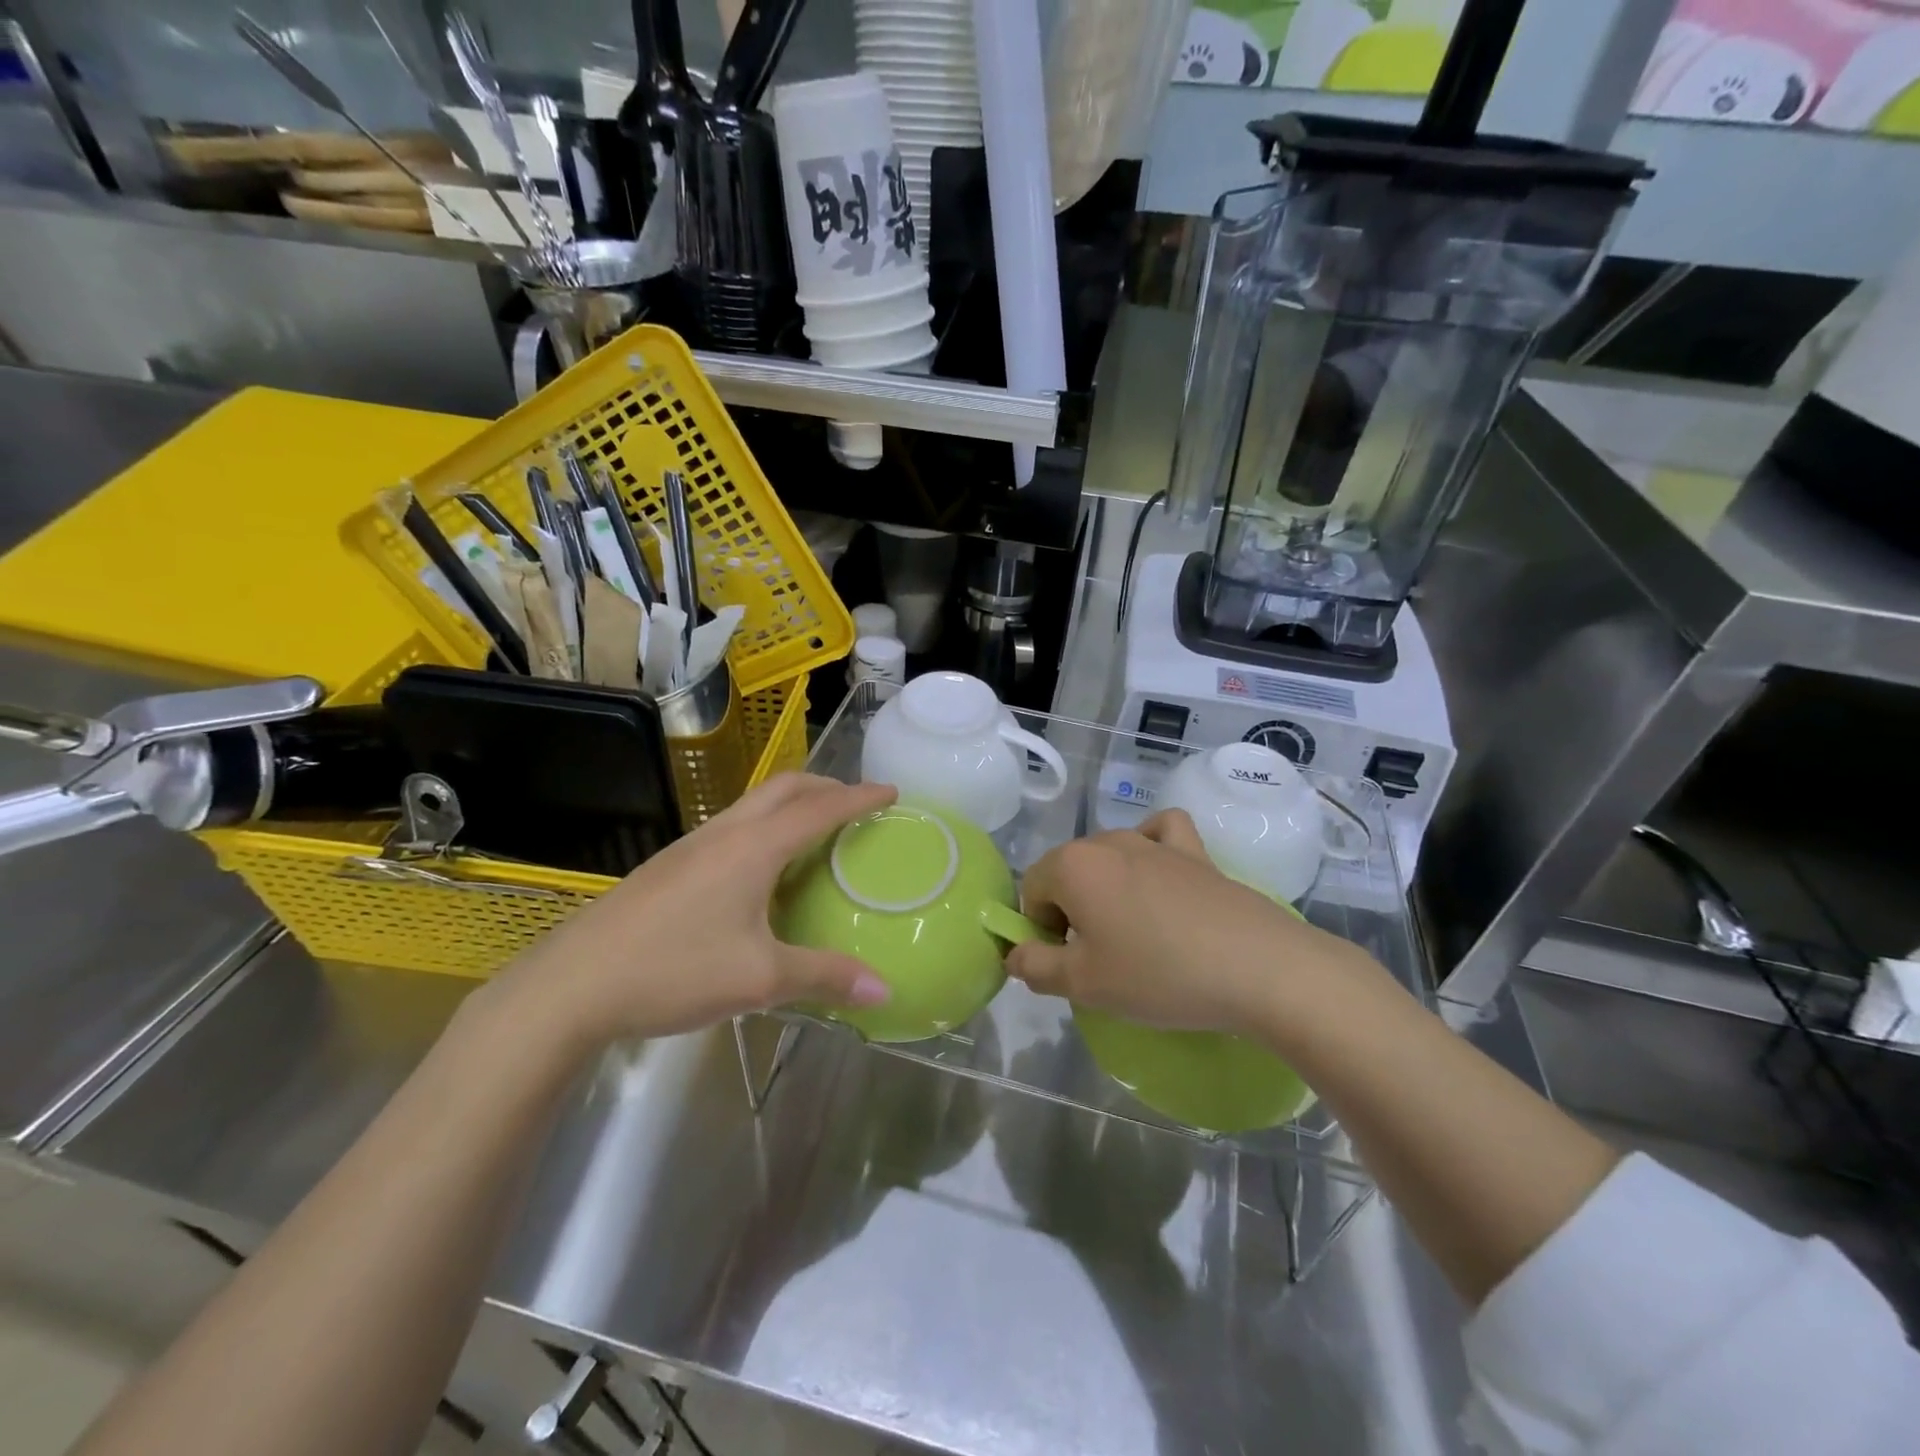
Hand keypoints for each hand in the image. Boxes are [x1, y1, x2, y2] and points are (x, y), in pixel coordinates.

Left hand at [485, 774, 896, 1053]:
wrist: (570, 985)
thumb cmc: (673, 970)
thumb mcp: (759, 979)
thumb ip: (825, 977)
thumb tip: (884, 990)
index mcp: (753, 847)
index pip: (820, 808)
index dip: (860, 797)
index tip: (892, 792)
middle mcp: (725, 833)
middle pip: (784, 788)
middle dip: (826, 787)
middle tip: (857, 805)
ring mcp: (691, 847)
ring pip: (754, 804)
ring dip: (792, 805)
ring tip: (816, 833)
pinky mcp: (670, 866)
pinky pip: (733, 827)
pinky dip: (765, 828)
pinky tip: (763, 871)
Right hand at [1006, 810, 1376, 1036]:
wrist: (1258, 967)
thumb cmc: (1158, 975)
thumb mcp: (1084, 984)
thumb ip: (1034, 967)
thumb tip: (1014, 952)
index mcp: (1071, 866)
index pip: (1030, 891)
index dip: (1039, 931)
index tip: (1069, 965)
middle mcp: (1107, 841)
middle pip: (1066, 872)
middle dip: (1069, 912)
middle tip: (1100, 960)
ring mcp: (1153, 842)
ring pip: (1107, 857)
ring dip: (1105, 890)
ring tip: (1133, 934)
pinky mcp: (1195, 852)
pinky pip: (1160, 834)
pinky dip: (1151, 848)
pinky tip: (1159, 874)